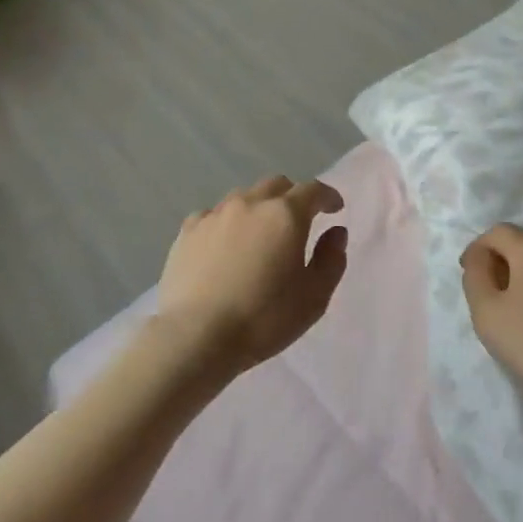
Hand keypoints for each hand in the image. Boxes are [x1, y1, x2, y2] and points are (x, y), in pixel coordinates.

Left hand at [155, 175, 348, 378]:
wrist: (197, 336)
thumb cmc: (264, 318)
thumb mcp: (314, 296)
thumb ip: (331, 259)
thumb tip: (336, 232)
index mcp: (286, 215)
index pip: (313, 190)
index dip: (327, 196)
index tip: (335, 208)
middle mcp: (250, 203)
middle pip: (277, 185)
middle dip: (292, 196)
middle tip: (298, 220)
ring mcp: (215, 214)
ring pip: (243, 197)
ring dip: (258, 208)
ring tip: (259, 234)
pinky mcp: (187, 231)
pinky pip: (213, 215)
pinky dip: (226, 223)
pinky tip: (224, 246)